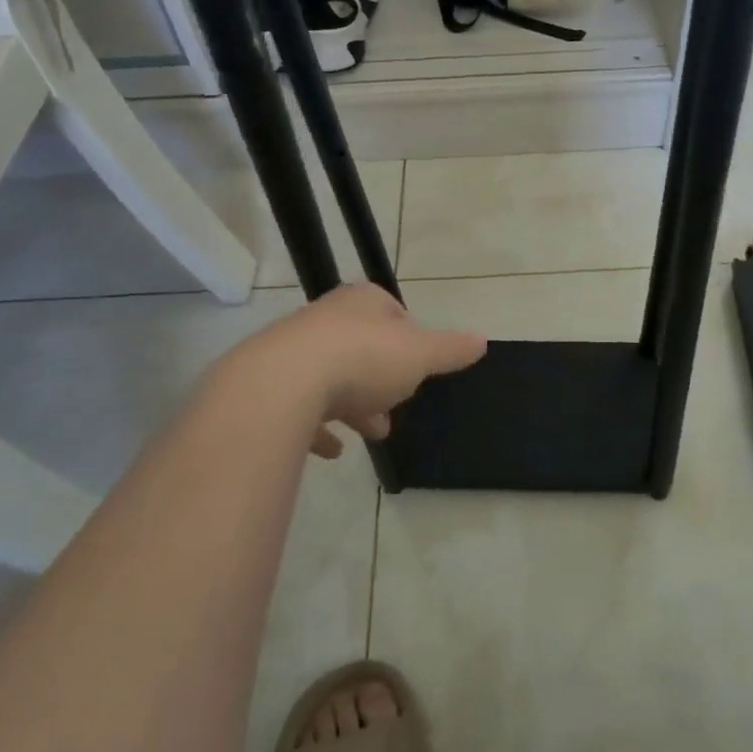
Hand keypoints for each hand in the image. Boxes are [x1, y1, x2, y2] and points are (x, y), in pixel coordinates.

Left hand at [225, 284, 486, 457]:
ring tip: (371, 432)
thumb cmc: (363, 359)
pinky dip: (318, 426)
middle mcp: (327, 317)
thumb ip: (449, 349)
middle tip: (396, 407)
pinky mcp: (270, 383)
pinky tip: (332, 449)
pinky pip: (300, 405)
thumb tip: (482, 340)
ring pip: (331, 374)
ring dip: (353, 402)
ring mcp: (294, 349)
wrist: (283, 383)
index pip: (393, 311)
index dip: (410, 339)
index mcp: (363, 302)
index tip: (419, 369)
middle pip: (362, 346)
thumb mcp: (419, 354)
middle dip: (382, 378)